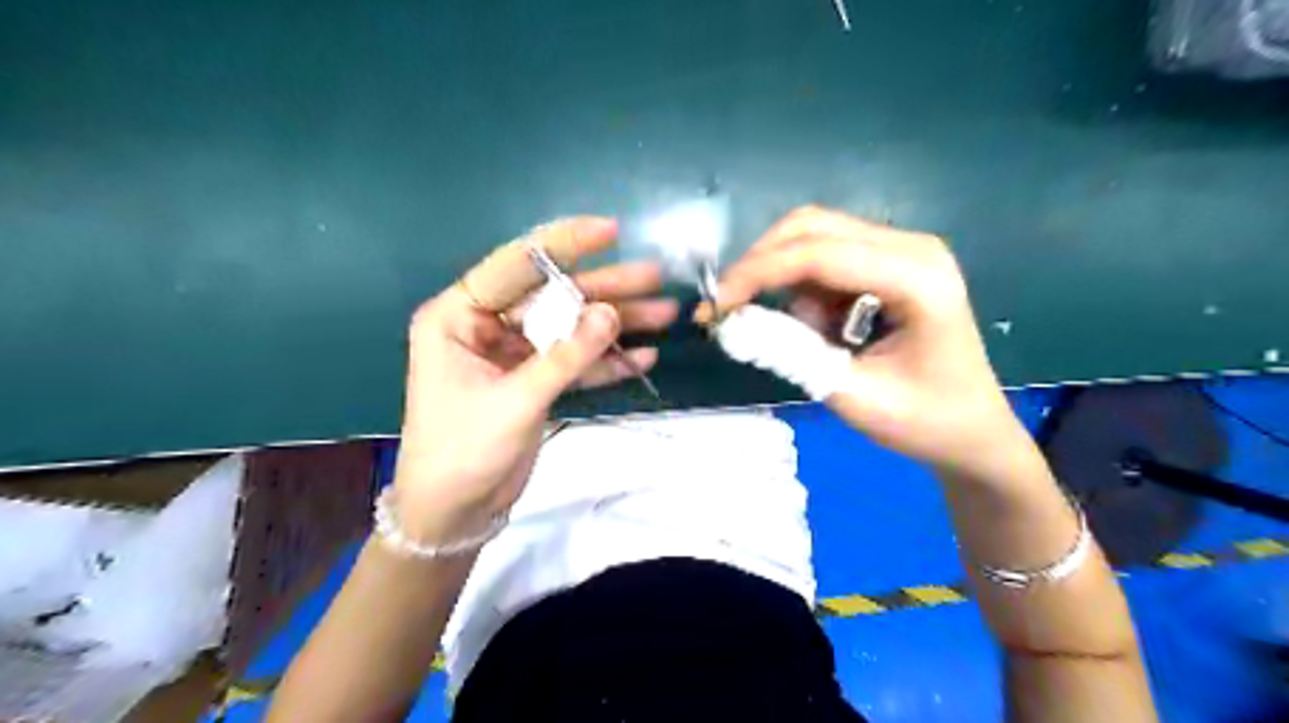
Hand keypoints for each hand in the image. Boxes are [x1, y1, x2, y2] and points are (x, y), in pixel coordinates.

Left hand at [395, 217, 677, 540]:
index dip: (564, 244)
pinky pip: (574, 362)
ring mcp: (513, 354)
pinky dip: (606, 361)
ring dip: (616, 324)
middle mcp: (486, 326)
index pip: (516, 265)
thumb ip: (565, 357)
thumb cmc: (463, 451)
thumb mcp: (515, 400)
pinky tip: (643, 357)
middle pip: (554, 296)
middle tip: (655, 278)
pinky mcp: (534, 381)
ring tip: (665, 314)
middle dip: (605, 289)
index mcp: (459, 315)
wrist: (454, 513)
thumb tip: (613, 315)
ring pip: (570, 328)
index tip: (611, 231)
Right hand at [704, 204, 1029, 473]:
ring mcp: (902, 251)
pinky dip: (803, 290)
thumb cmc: (926, 422)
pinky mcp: (890, 263)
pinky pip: (826, 260)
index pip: (817, 253)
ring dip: (783, 281)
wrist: (973, 432)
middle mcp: (911, 247)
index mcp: (916, 277)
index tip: (714, 306)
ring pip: (814, 238)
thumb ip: (793, 356)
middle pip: (811, 227)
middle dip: (760, 264)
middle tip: (727, 307)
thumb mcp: (854, 397)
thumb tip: (736, 324)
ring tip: (794, 335)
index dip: (757, 272)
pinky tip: (818, 329)